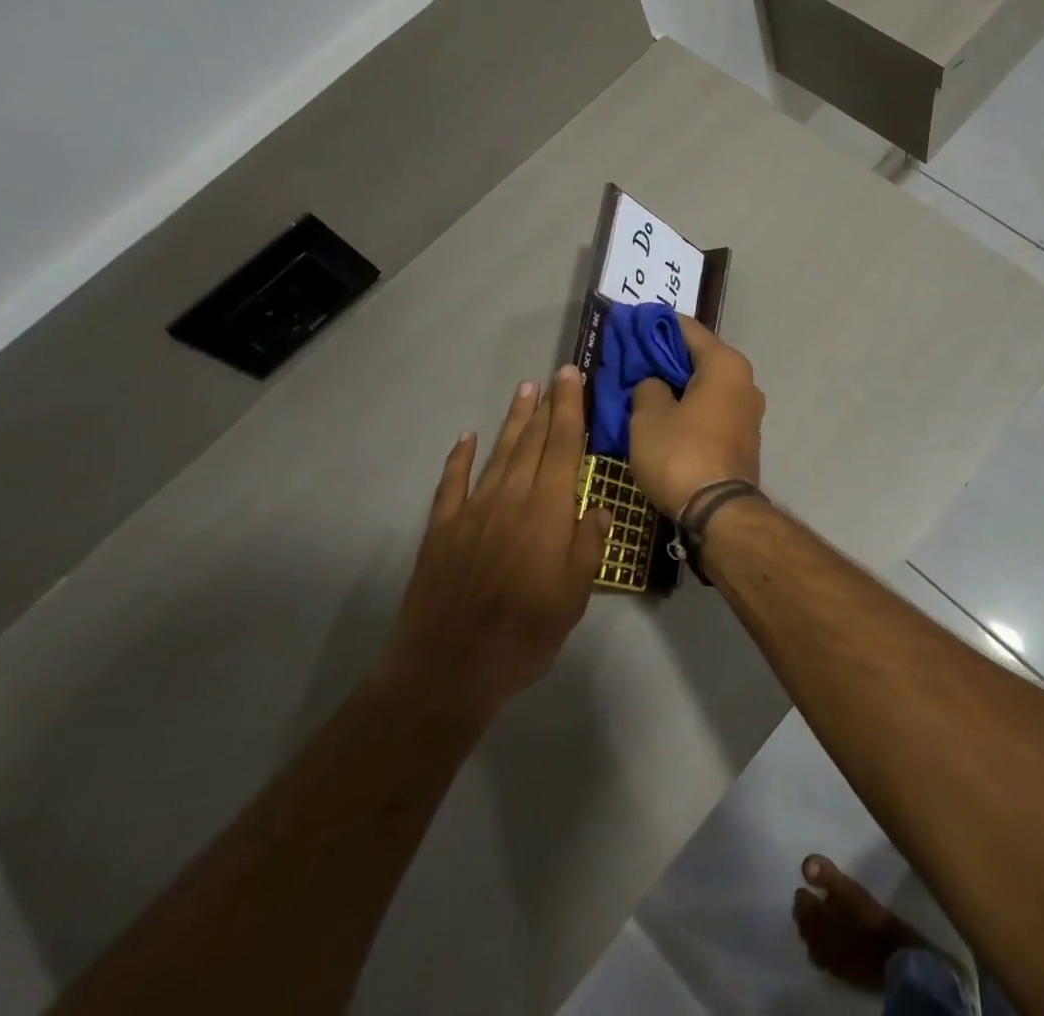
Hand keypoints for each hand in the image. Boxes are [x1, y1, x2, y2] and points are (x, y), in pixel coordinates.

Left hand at [377, 367, 609, 720]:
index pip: (564, 447)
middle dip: (547, 406)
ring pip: (498, 454)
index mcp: (548, 512)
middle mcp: (511, 499)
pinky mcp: (442, 529)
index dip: (570, 409)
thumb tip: (601, 508)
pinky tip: (467, 438)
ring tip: (524, 391)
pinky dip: (460, 458)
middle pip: (532, 442)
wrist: (448, 667)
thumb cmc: (524, 634)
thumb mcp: (573, 597)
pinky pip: (452, 483)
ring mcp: (473, 511)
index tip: (572, 378)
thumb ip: (588, 546)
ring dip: (513, 421)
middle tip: (554, 376)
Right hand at [629, 316, 764, 518]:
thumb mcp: (649, 416)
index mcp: (725, 364)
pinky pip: (711, 408)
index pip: (686, 328)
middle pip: (698, 356)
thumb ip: (647, 387)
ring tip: (641, 386)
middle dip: (663, 356)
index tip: (628, 323)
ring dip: (676, 384)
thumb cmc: (682, 454)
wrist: (720, 512)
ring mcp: (748, 411)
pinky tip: (662, 413)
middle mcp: (744, 380)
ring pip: (704, 385)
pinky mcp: (743, 437)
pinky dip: (688, 405)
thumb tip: (653, 384)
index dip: (654, 324)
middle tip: (629, 357)